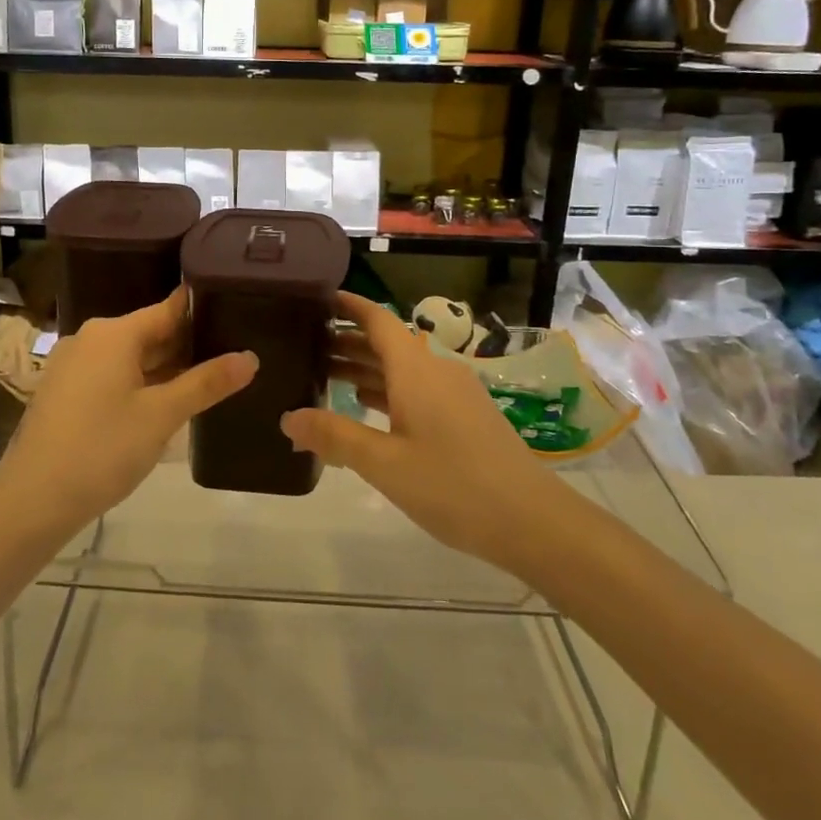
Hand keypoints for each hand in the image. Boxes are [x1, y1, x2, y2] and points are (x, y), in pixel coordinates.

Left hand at [0, 287, 256, 532]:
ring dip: (166, 369)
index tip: (239, 312)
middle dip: (189, 346)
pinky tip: (166, 404)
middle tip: (235, 354)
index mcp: (113, 333)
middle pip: (150, 333)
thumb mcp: (162, 416)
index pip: (169, 309)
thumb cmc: (102, 449)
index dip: (204, 312)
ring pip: (131, 358)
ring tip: (210, 379)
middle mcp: (91, 339)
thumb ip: (206, 383)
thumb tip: (250, 357)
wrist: (32, 501)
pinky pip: (112, 376)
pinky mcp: (65, 393)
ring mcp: (73, 366)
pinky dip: (140, 384)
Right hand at [281, 292, 552, 570]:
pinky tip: (367, 408)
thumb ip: (335, 437)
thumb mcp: (385, 464)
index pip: (378, 320)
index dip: (349, 306)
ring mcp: (455, 394)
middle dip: (348, 340)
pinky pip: (417, 390)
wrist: (533, 521)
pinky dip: (387, 391)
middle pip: (387, 344)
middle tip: (305, 345)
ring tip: (325, 374)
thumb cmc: (453, 485)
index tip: (317, 298)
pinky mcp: (466, 417)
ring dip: (366, 368)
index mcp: (416, 370)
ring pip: (402, 369)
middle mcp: (436, 371)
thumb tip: (288, 418)